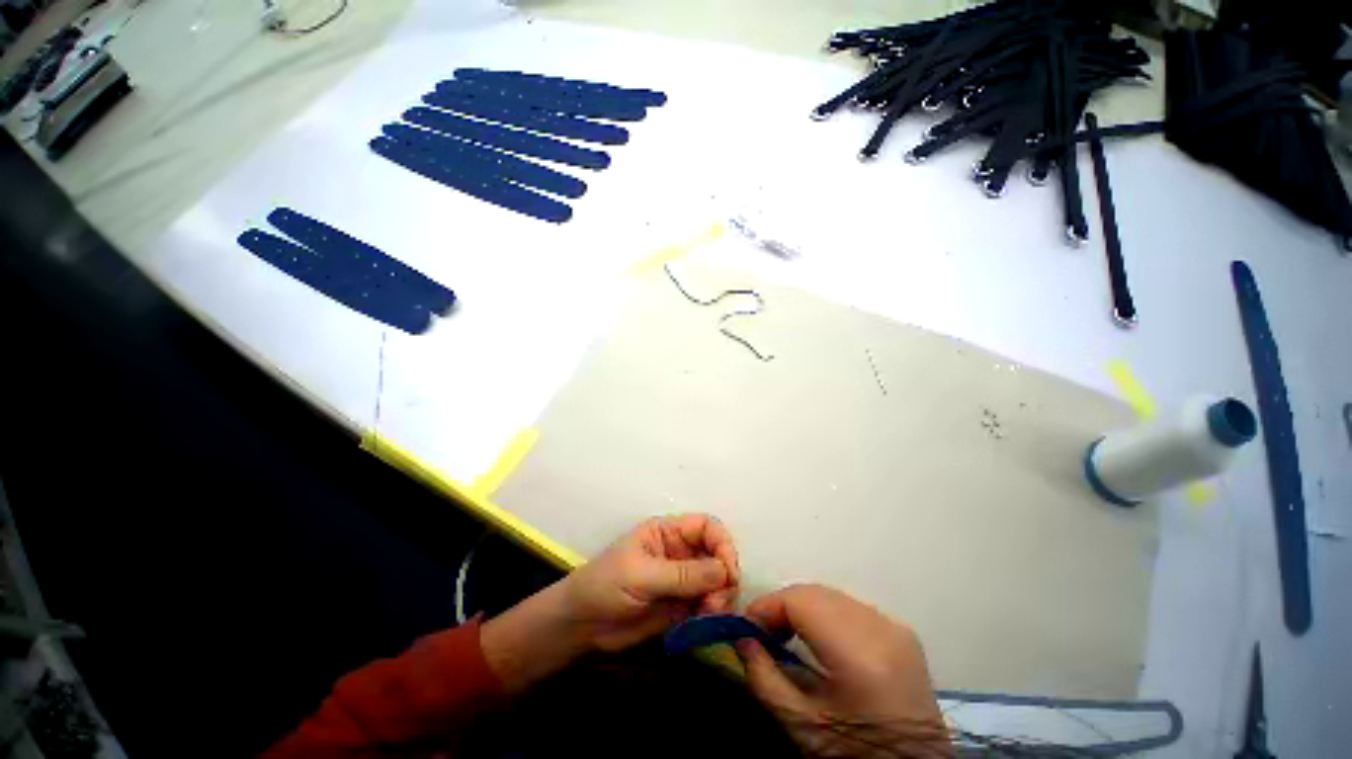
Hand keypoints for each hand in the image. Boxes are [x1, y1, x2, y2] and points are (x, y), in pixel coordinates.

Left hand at [562, 513, 739, 650]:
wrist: (580, 627)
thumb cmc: (605, 585)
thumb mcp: (641, 574)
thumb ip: (682, 574)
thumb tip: (724, 571)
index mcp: (668, 532)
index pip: (707, 527)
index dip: (722, 544)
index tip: (728, 572)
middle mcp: (680, 553)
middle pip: (717, 555)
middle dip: (724, 577)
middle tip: (717, 604)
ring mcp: (682, 581)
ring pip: (716, 583)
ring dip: (721, 599)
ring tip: (710, 616)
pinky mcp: (682, 608)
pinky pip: (708, 607)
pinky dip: (713, 615)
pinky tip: (706, 625)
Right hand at [737, 584, 947, 757]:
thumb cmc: (855, 755)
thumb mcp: (802, 727)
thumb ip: (764, 677)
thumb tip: (741, 638)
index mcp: (859, 654)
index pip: (800, 600)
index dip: (766, 606)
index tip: (746, 627)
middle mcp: (881, 628)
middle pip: (815, 592)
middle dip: (782, 606)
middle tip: (763, 633)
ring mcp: (895, 626)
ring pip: (831, 595)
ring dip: (802, 608)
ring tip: (786, 634)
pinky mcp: (901, 631)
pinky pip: (850, 606)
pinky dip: (825, 613)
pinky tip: (817, 638)